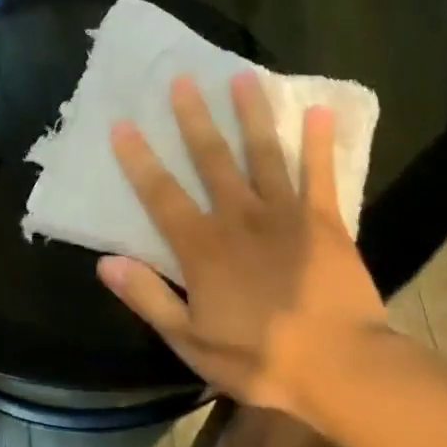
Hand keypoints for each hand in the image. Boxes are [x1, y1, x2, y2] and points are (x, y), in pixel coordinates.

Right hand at [96, 72, 387, 419]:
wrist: (341, 370)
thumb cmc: (260, 358)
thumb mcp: (191, 341)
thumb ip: (148, 298)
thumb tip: (105, 262)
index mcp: (203, 247)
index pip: (162, 195)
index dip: (139, 160)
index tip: (123, 124)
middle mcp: (239, 218)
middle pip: (211, 160)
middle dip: (194, 118)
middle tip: (183, 79)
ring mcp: (285, 215)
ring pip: (263, 154)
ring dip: (251, 114)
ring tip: (242, 76)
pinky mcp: (325, 222)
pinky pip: (320, 175)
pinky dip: (318, 144)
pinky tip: (318, 111)